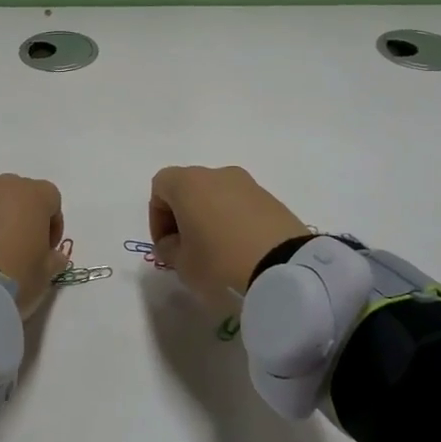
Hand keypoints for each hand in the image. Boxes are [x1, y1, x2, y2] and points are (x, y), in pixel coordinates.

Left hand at [0, 175, 68, 318]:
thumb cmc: (13, 273)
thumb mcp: (44, 276)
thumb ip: (53, 261)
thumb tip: (52, 256)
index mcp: (32, 195)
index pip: (51, 198)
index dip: (53, 223)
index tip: (47, 248)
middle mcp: (1, 187)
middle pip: (19, 195)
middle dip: (22, 217)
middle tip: (20, 249)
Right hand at [148, 166, 308, 304]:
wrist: (284, 267)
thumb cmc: (220, 261)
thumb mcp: (182, 264)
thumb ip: (169, 249)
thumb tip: (172, 242)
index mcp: (188, 183)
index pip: (160, 186)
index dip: (156, 216)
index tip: (166, 244)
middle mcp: (217, 174)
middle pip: (189, 188)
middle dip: (183, 216)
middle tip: (187, 248)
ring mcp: (248, 184)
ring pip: (216, 195)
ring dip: (209, 218)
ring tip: (216, 252)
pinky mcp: (272, 199)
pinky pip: (241, 205)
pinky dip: (234, 221)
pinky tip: (240, 250)